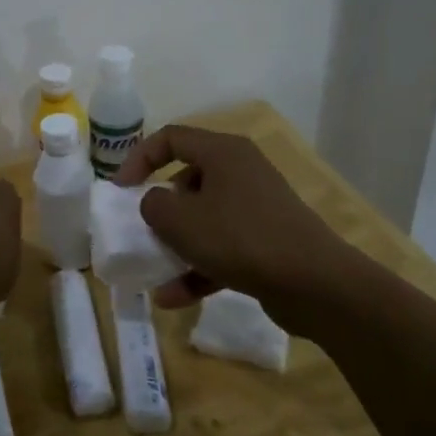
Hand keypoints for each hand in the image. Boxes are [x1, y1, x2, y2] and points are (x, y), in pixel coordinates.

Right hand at [115, 125, 365, 313]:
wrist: (315, 284)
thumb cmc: (239, 238)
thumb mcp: (180, 219)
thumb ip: (153, 205)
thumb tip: (154, 204)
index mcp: (222, 152)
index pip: (170, 138)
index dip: (138, 159)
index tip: (120, 189)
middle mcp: (241, 172)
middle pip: (187, 180)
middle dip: (160, 208)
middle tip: (142, 229)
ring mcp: (256, 208)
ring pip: (204, 219)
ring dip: (176, 245)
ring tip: (154, 271)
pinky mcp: (267, 242)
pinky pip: (222, 248)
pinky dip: (198, 268)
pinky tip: (174, 298)